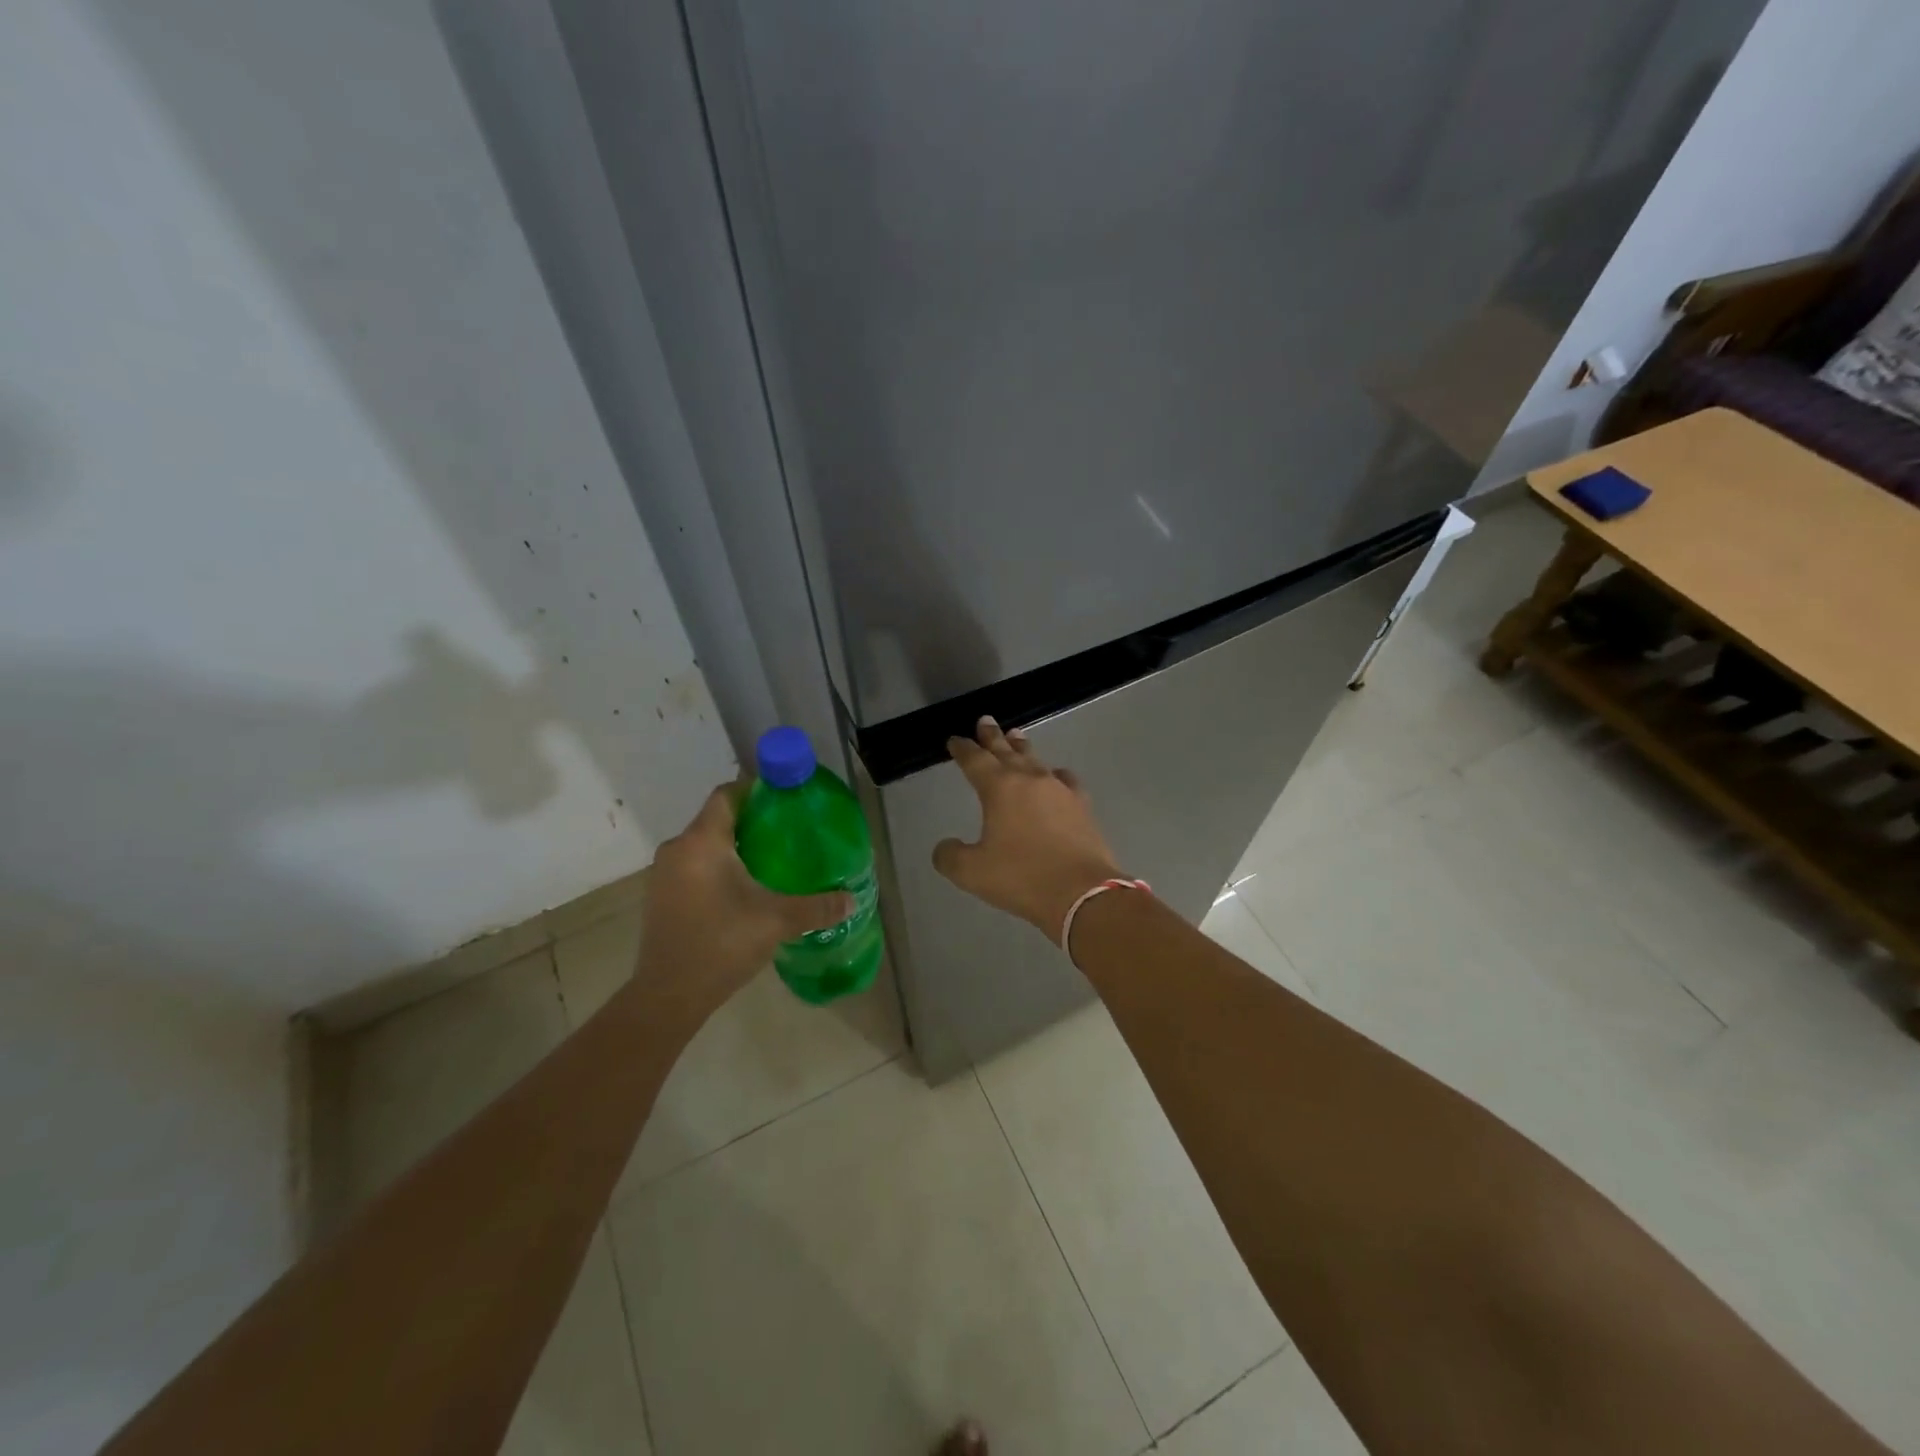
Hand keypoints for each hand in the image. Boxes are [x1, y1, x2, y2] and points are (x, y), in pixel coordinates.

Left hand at [632, 782, 852, 1029]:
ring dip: (735, 846)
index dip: (756, 789)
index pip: (727, 795)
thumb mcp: (777, 921)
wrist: (667, 996)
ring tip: (772, 860)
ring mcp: (664, 874)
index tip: (785, 798)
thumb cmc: (721, 944)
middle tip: (788, 831)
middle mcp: (678, 849)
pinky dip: (718, 867)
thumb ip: (817, 907)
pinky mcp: (661, 897)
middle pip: (718, 819)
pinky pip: (694, 866)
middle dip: (752, 821)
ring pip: (705, 845)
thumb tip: (852, 900)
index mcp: (702, 842)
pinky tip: (744, 889)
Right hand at [934, 716, 1123, 939]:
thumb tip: (945, 847)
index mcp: (999, 789)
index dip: (962, 749)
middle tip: (985, 721)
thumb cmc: (1022, 878)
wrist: (1082, 892)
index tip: (954, 740)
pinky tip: (1055, 776)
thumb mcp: (972, 872)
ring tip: (1016, 737)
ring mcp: (1060, 790)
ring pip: (1035, 760)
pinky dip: (1053, 774)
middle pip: (1006, 751)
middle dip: (992, 736)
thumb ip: (950, 856)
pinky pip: (1064, 779)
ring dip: (1021, 748)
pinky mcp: (1082, 806)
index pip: (975, 760)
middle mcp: (1029, 780)